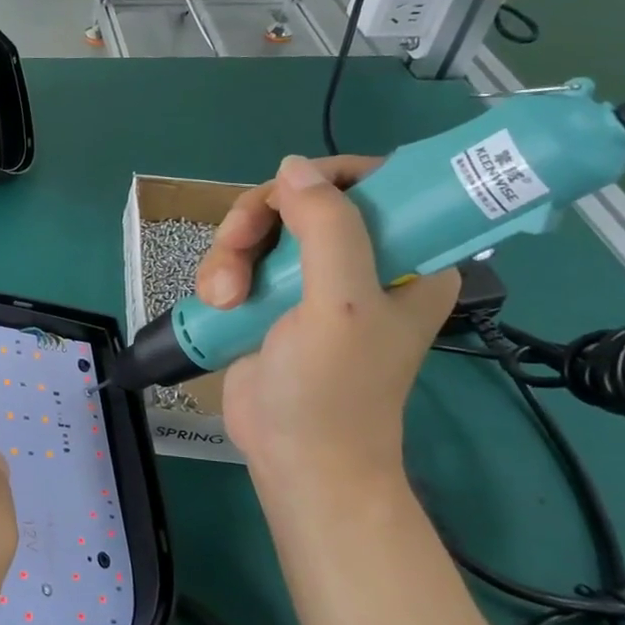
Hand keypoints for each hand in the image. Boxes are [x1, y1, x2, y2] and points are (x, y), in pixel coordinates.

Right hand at [200, 154, 458, 487]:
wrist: (293, 456)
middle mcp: (361, 260)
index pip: (378, 182)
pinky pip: (239, 256)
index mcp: (408, 257)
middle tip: (236, 248)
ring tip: (223, 296)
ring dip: (231, 252)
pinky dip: (220, 271)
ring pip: (263, 227)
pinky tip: (217, 302)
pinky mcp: (269, 297)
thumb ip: (327, 229)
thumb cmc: (333, 388)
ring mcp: (310, 279)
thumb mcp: (341, 305)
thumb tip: (291, 168)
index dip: (330, 176)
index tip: (288, 194)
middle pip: (303, 199)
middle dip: (260, 218)